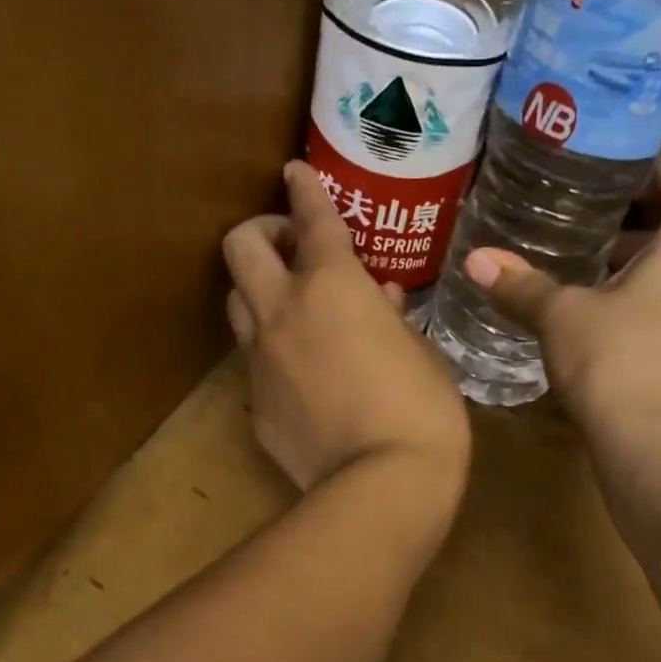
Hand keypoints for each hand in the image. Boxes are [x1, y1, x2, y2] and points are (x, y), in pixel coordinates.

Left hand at [224, 163, 470, 503]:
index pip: (311, 218)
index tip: (296, 173)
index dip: (304, 189)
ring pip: (237, 303)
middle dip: (261, 232)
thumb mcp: (423, 355)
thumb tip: (380, 297)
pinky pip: (255, 363)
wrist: (380, 488)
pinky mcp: (256, 406)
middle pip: (241, 247)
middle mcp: (284, 312)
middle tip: (289, 245)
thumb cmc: (421, 412)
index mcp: (333, 286)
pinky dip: (273, 353)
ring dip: (257, 291)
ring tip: (289, 306)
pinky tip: (302, 375)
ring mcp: (261, 360)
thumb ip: (394, 318)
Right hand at [461, 155, 660, 440]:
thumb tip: (476, 260)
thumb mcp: (561, 318)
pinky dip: (651, 315)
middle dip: (639, 229)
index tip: (617, 188)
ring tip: (589, 290)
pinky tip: (605, 339)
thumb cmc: (616, 361)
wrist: (659, 448)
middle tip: (586, 239)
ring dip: (643, 276)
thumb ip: (522, 286)